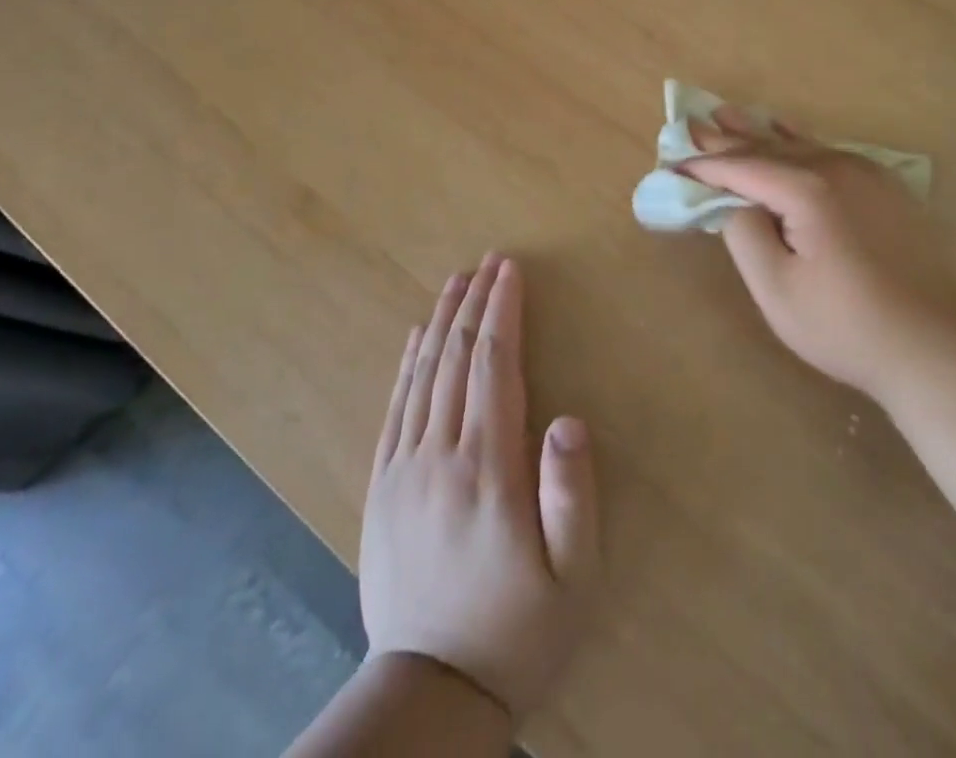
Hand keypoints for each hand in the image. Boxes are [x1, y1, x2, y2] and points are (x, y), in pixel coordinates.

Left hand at [361, 253, 600, 723]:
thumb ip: (573, 495)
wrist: (430, 693)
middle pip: (457, 358)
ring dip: (441, 320)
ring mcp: (404, 468)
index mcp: (488, 468)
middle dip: (475, 303)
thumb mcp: (572, 578)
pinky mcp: (382, 485)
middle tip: (488, 261)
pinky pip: (394, 407)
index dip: (503, 311)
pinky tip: (415, 336)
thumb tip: (569, 418)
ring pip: (422, 373)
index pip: (494, 365)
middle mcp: (440, 454)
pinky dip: (407, 362)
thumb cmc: (517, 630)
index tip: (510, 270)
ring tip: (456, 281)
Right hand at [684, 110, 955, 399]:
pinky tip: (785, 128)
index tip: (673, 161)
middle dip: (728, 139)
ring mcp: (866, 174)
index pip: (743, 169)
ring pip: (800, 145)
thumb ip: (745, 235)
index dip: (706, 166)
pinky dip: (799, 141)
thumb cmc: (846, 325)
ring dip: (760, 133)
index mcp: (809, 190)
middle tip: (692, 122)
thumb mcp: (777, 289)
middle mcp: (837, 168)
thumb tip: (734, 202)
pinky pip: (829, 152)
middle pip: (770, 148)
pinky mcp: (884, 187)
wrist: (934, 346)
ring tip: (727, 114)